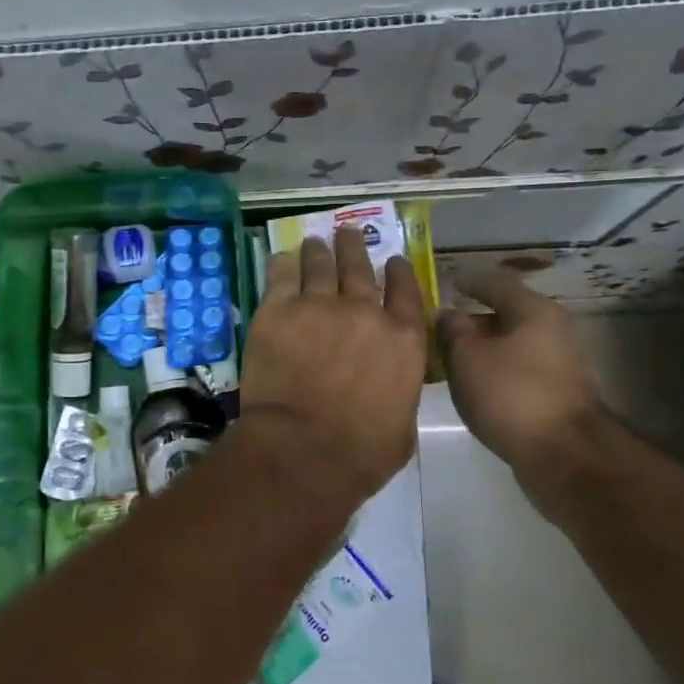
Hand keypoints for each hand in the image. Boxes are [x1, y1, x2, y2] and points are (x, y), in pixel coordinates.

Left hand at [241, 227, 426, 504]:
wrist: (304, 448)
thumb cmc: (362, 452)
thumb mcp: (403, 426)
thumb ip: (400, 392)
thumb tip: (391, 386)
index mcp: (403, 339)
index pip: (405, 292)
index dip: (399, 272)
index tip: (393, 259)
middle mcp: (364, 312)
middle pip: (359, 268)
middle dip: (354, 247)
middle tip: (347, 231)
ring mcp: (319, 306)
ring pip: (320, 265)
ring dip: (319, 250)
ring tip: (315, 240)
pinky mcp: (278, 310)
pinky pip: (281, 276)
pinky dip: (283, 264)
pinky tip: (282, 257)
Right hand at [437, 270, 606, 506]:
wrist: (565, 455)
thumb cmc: (512, 395)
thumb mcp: (467, 357)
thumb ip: (452, 330)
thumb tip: (447, 314)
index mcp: (533, 310)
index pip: (495, 282)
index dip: (468, 281)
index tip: (447, 284)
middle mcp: (552, 329)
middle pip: (506, 313)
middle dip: (472, 320)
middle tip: (440, 329)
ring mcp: (560, 362)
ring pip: (512, 344)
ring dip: (483, 348)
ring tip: (451, 359)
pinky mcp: (559, 392)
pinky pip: (519, 369)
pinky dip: (496, 370)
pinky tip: (475, 385)